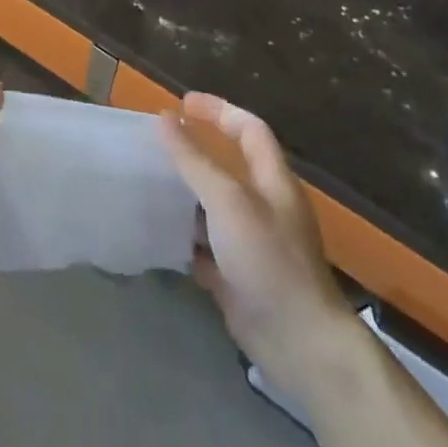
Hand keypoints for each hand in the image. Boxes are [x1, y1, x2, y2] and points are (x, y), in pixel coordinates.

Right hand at [159, 91, 356, 399]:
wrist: (299, 343)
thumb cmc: (268, 259)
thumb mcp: (227, 200)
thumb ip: (194, 160)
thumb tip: (164, 120)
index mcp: (272, 180)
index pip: (249, 129)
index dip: (219, 111)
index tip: (182, 104)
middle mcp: (264, 206)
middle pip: (229, 166)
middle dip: (194, 151)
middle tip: (157, 145)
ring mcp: (252, 242)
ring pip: (213, 206)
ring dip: (185, 194)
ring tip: (148, 183)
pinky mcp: (238, 275)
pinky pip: (206, 245)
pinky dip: (184, 236)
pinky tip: (158, 233)